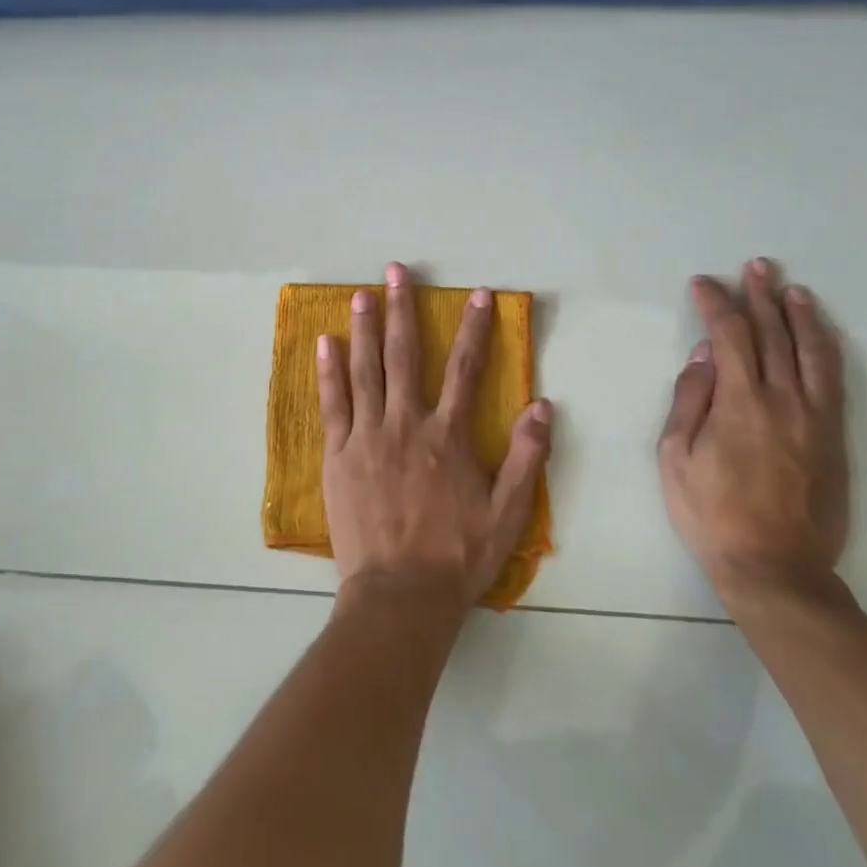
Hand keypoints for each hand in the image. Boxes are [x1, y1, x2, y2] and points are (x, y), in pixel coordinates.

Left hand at [319, 263, 553, 613]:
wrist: (399, 596)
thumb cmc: (457, 557)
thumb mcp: (508, 514)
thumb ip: (527, 457)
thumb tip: (542, 404)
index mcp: (448, 436)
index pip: (465, 368)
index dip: (474, 328)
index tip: (476, 294)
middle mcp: (406, 424)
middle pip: (404, 355)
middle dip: (402, 309)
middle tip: (396, 271)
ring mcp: (367, 437)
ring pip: (365, 370)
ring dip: (363, 328)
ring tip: (361, 294)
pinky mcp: (338, 455)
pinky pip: (332, 404)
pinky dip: (328, 372)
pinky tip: (324, 344)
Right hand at [657, 259, 848, 605]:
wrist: (775, 566)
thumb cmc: (711, 512)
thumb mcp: (675, 457)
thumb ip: (690, 401)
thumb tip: (704, 356)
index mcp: (740, 402)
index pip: (730, 336)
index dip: (716, 304)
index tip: (703, 283)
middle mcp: (783, 400)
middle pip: (773, 334)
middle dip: (761, 296)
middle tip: (755, 267)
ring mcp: (814, 417)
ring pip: (810, 352)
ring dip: (800, 315)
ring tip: (791, 288)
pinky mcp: (833, 436)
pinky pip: (832, 380)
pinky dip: (825, 349)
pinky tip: (819, 335)